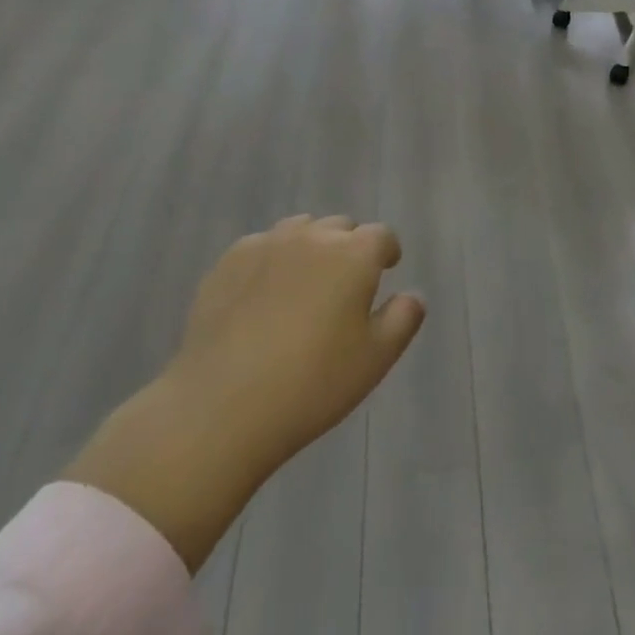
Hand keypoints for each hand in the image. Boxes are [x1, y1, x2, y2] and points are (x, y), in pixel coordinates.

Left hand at [162, 214, 426, 474]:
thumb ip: (403, 319)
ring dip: (310, 248)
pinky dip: (271, 261)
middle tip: (344, 286)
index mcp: (354, 254)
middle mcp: (313, 236)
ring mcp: (267, 244)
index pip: (382, 236)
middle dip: (349, 248)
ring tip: (304, 286)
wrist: (222, 406)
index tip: (386, 270)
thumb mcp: (375, 360)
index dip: (387, 252)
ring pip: (300, 230)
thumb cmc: (312, 384)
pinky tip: (262, 297)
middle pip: (340, 227)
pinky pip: (261, 247)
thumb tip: (413, 295)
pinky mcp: (228, 262)